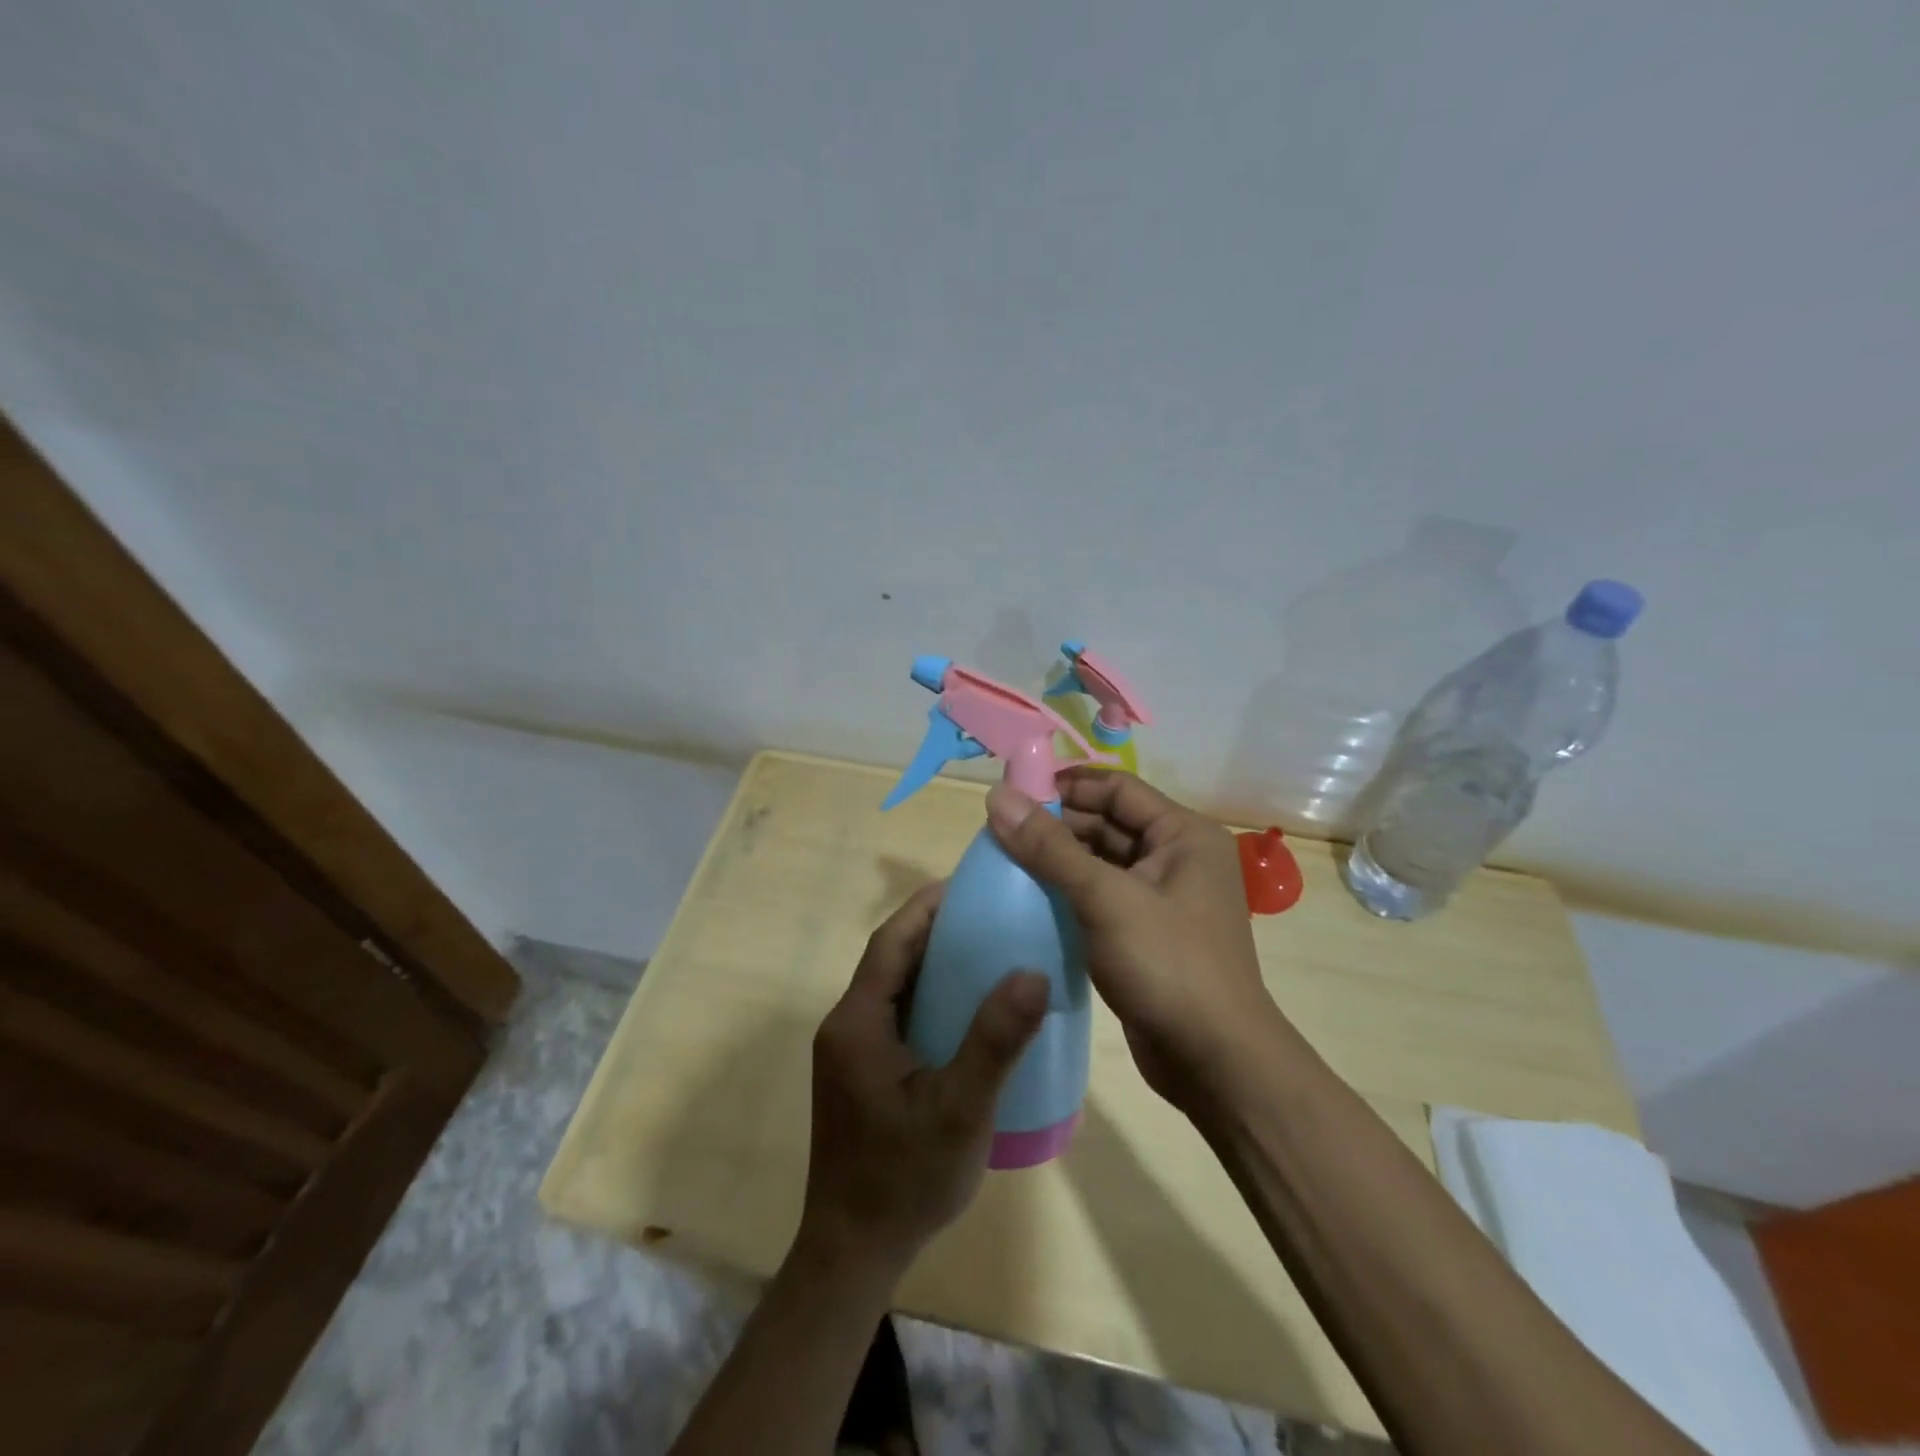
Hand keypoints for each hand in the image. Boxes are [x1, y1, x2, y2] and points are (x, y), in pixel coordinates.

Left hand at [797, 881, 1048, 1277]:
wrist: (854, 1251)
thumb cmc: (904, 1177)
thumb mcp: (959, 1109)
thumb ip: (995, 1041)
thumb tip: (1032, 973)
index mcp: (857, 1021)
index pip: (890, 942)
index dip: (926, 907)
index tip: (969, 884)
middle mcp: (846, 1026)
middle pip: (890, 959)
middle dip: (933, 929)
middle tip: (988, 914)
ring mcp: (850, 1052)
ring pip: (893, 988)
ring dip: (930, 964)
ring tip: (984, 950)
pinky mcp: (860, 1073)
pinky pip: (895, 1016)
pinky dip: (927, 998)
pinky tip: (965, 1010)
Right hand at [985, 770, 1289, 1109]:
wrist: (1215, 1062)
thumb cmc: (1167, 965)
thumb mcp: (1105, 898)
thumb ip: (1049, 848)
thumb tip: (997, 796)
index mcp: (1183, 834)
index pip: (1116, 788)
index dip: (1065, 786)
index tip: (1012, 795)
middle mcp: (1178, 858)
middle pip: (1108, 823)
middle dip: (1057, 825)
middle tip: (1000, 833)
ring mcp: (1164, 898)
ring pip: (1102, 862)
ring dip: (1059, 861)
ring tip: (1006, 863)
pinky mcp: (1147, 933)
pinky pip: (1102, 897)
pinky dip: (1069, 894)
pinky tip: (1030, 901)